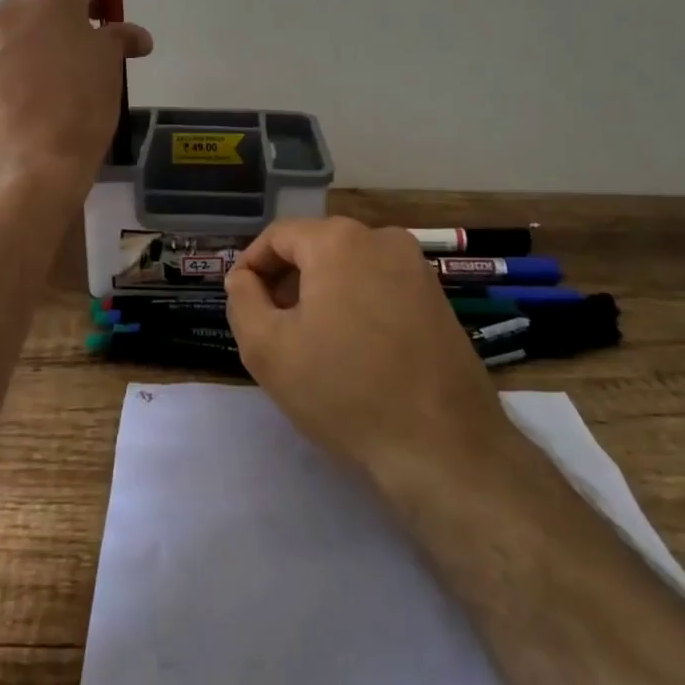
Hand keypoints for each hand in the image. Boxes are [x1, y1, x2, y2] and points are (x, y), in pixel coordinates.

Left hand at [0, 0, 152, 196]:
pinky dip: (36, 39)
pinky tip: (52, 63)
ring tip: (80, 39)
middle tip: (104, 10)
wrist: (28, 165)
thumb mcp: (109, 68)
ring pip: (27, 11)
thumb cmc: (79, 108)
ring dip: (54, 15)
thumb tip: (134, 35)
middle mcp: (16, 9)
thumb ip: (119, 40)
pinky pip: (14, 39)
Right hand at [226, 218, 508, 479]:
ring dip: (321, 292)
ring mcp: (416, 266)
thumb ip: (242, 300)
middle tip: (271, 326)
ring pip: (349, 265)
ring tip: (310, 342)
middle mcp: (381, 238)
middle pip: (316, 247)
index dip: (251, 265)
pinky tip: (352, 349)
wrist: (443, 448)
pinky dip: (355, 303)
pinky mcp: (437, 297)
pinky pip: (380, 284)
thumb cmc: (344, 392)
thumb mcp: (267, 348)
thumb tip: (244, 277)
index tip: (241, 301)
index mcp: (339, 240)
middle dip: (286, 280)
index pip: (278, 236)